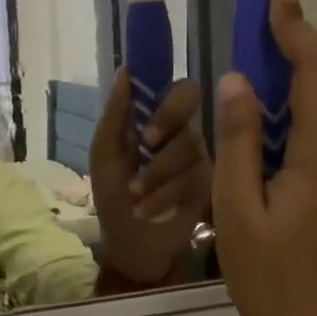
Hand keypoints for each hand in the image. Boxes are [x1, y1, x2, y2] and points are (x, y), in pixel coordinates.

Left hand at [90, 71, 210, 285]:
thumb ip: (116, 114)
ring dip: (155, 173)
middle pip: (192, 103)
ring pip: (189, 146)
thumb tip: (124, 71)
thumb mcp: (106, 155)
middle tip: (147, 144)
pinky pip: (194, 178)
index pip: (175, 89)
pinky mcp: (210, 184)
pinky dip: (165, 196)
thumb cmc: (114, 196)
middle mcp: (182, 131)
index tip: (147, 127)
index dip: (167, 100)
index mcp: (156, 120)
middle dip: (167, 121)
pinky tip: (149, 210)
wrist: (131, 244)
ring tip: (136, 195)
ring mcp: (200, 157)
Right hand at [213, 0, 316, 315]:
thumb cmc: (272, 280)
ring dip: (271, 99)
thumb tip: (236, 82)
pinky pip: (305, 147)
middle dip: (278, 57)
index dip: (297, 28)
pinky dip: (276, 132)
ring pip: (306, 120)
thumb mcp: (237, 209)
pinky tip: (244, 144)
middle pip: (313, 89)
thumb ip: (238, 141)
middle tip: (237, 37)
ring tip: (227, 94)